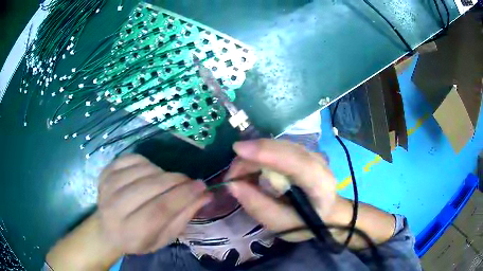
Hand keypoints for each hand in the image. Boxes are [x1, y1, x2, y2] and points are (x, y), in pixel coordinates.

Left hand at [97, 154, 210, 253]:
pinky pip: (132, 158)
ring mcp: (107, 187)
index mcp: (131, 231)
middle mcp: (115, 208)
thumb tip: (204, 195)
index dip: (183, 195)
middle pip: (151, 187)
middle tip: (190, 181)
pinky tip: (151, 173)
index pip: (160, 209)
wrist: (107, 231)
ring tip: (168, 182)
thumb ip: (183, 217)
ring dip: (163, 172)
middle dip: (176, 181)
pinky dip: (147, 162)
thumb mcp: (164, 238)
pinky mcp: (105, 173)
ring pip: (143, 170)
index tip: (201, 186)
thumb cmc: (138, 240)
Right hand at [226, 139, 395, 247]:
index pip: (296, 162)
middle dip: (251, 157)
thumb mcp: (282, 225)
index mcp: (320, 183)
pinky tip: (251, 170)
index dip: (267, 153)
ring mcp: (311, 153)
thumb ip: (258, 207)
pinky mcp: (302, 152)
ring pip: (277, 145)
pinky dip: (259, 157)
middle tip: (231, 176)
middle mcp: (318, 161)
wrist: (329, 214)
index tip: (238, 150)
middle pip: (282, 149)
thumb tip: (232, 185)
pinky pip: (277, 148)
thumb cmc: (308, 224)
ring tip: (239, 175)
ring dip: (253, 156)